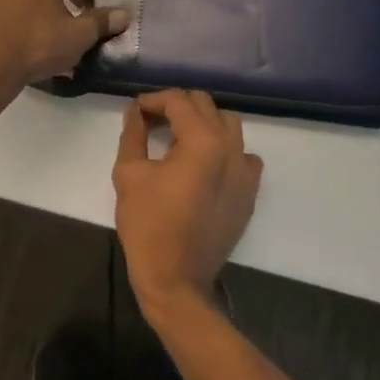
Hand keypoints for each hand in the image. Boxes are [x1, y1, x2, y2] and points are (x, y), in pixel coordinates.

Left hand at [0, 0, 127, 97]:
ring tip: (35, 41)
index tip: (80, 10)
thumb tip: (123, 14)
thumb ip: (101, 22)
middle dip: (49, 0)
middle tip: (60, 26)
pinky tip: (12, 48)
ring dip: (25, 12)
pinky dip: (4, 25)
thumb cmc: (38, 43)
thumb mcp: (79, 36)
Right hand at [114, 89, 261, 316]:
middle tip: (153, 120)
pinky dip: (225, 149)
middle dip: (178, 107)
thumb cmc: (148, 225)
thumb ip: (134, 134)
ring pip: (228, 125)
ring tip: (179, 138)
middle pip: (206, 106)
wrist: (177, 279)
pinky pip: (243, 155)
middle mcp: (231, 147)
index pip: (179, 101)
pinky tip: (206, 164)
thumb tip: (136, 111)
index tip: (137, 111)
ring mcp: (246, 170)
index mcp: (202, 140)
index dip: (154, 100)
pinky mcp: (250, 191)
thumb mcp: (129, 174)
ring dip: (203, 123)